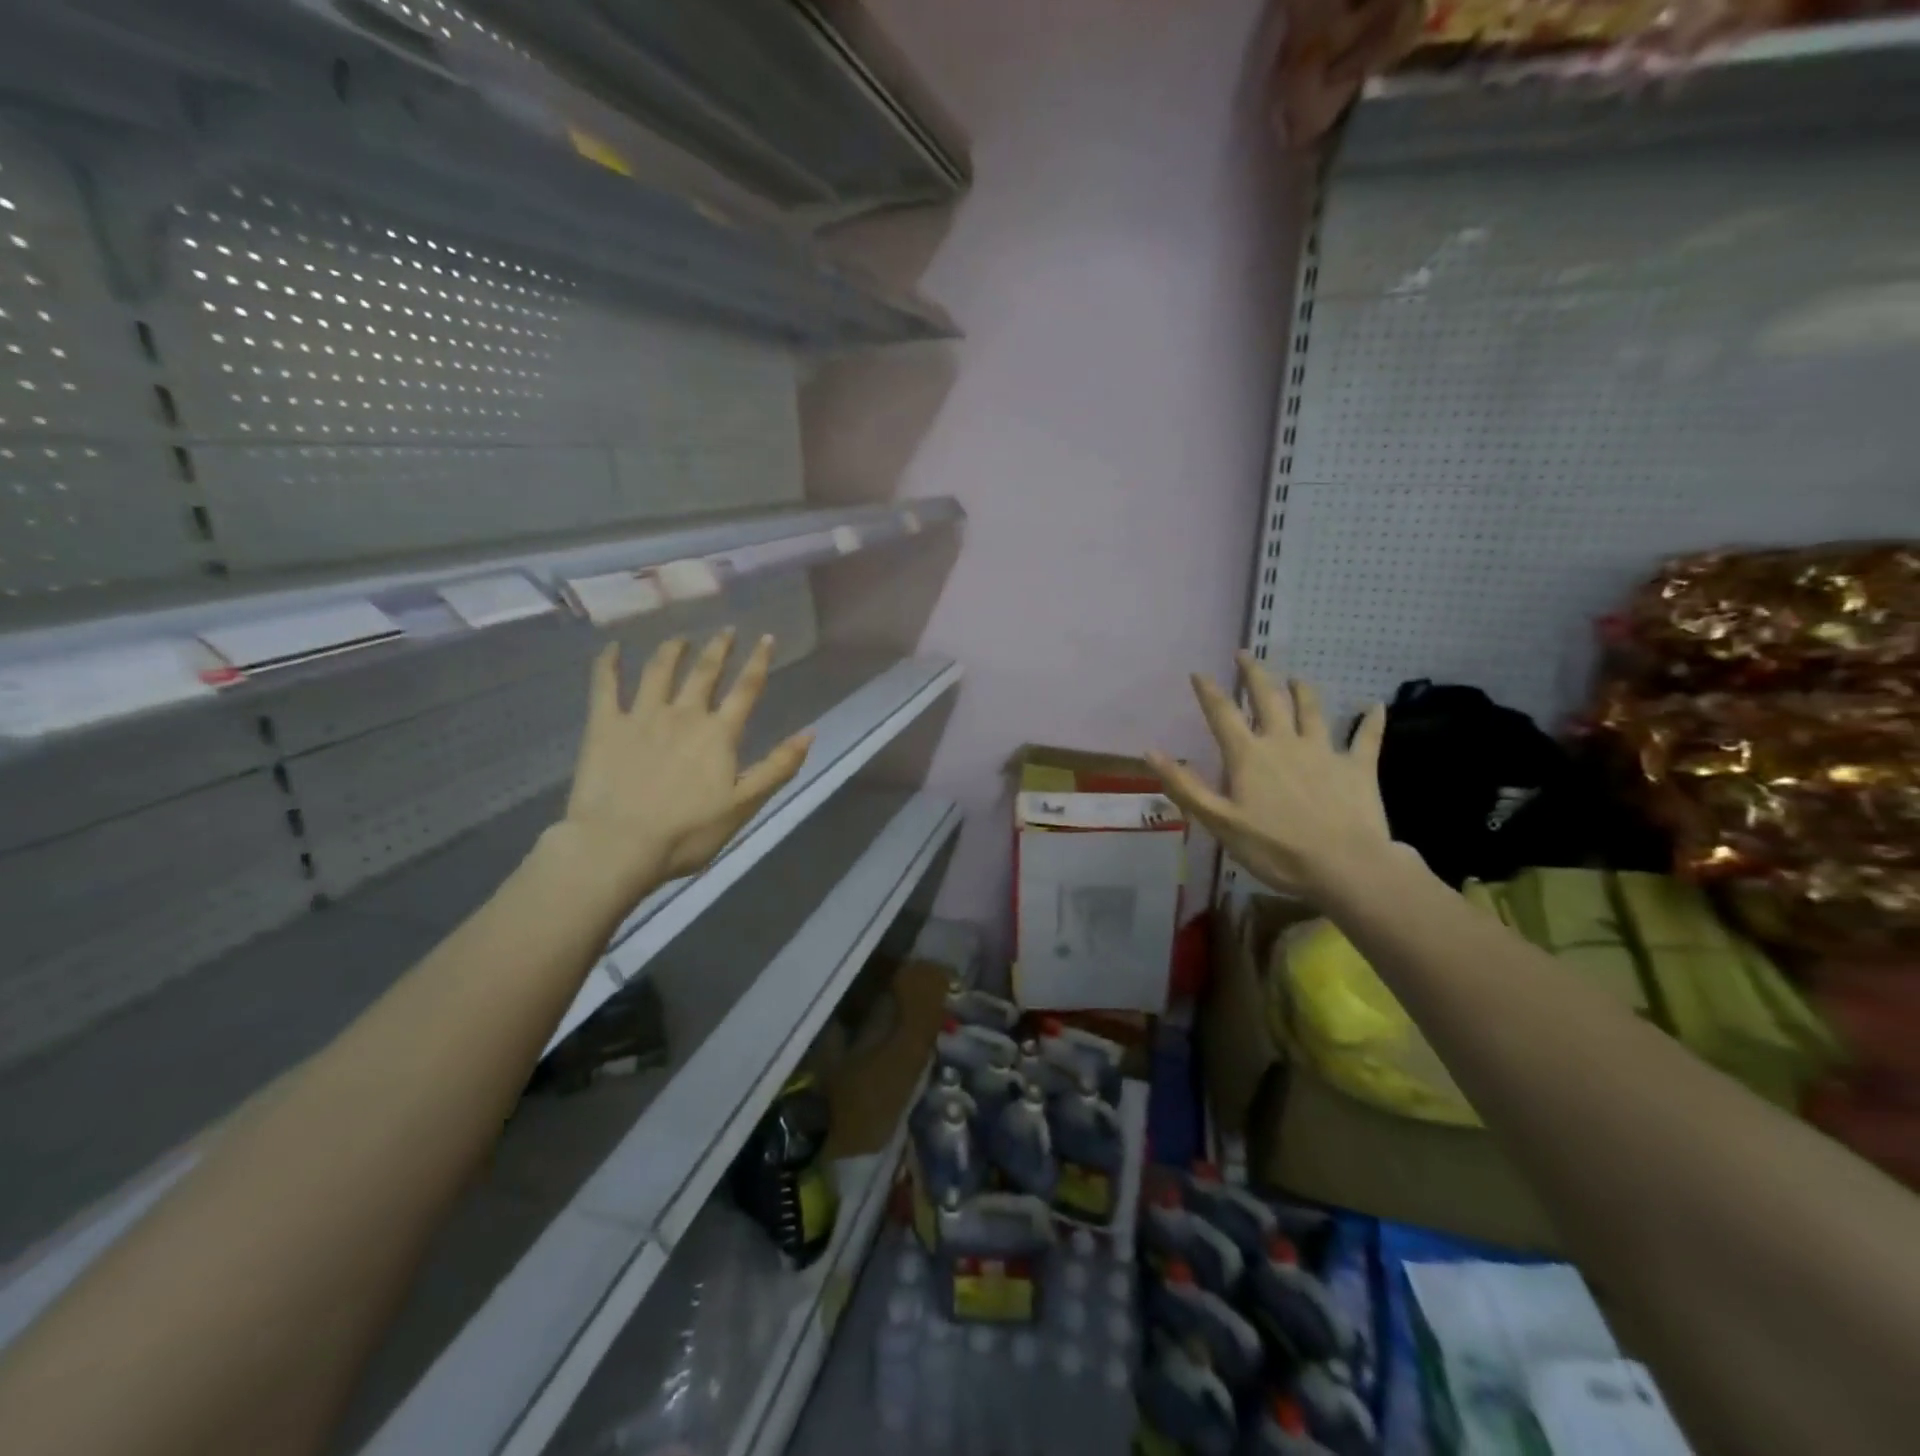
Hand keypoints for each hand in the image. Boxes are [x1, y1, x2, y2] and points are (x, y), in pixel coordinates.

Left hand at [557, 629, 811, 903]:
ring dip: (672, 650)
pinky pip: (605, 685)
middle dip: (718, 649)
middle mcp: (683, 714)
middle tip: (725, 630)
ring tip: (679, 638)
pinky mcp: (604, 726)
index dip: (758, 661)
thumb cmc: (688, 832)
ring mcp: (641, 716)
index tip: (765, 637)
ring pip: (659, 671)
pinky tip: (612, 648)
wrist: (618, 844)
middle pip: (704, 672)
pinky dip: (608, 664)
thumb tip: (810, 733)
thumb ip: (778, 767)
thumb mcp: (744, 805)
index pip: (746, 689)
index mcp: (719, 734)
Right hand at [1148, 652, 1392, 902]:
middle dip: (1254, 674)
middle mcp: (1284, 742)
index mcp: (1249, 755)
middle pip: (1268, 699)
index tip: (1199, 673)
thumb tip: (1151, 751)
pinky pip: (1366, 738)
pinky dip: (1370, 720)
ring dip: (1303, 691)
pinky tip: (1375, 706)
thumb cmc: (1274, 848)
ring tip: (1297, 677)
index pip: (1223, 714)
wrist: (1344, 866)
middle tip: (1246, 654)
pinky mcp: (1358, 767)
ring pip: (1312, 711)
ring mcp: (1324, 751)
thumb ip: (1185, 785)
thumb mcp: (1219, 821)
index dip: (1209, 692)